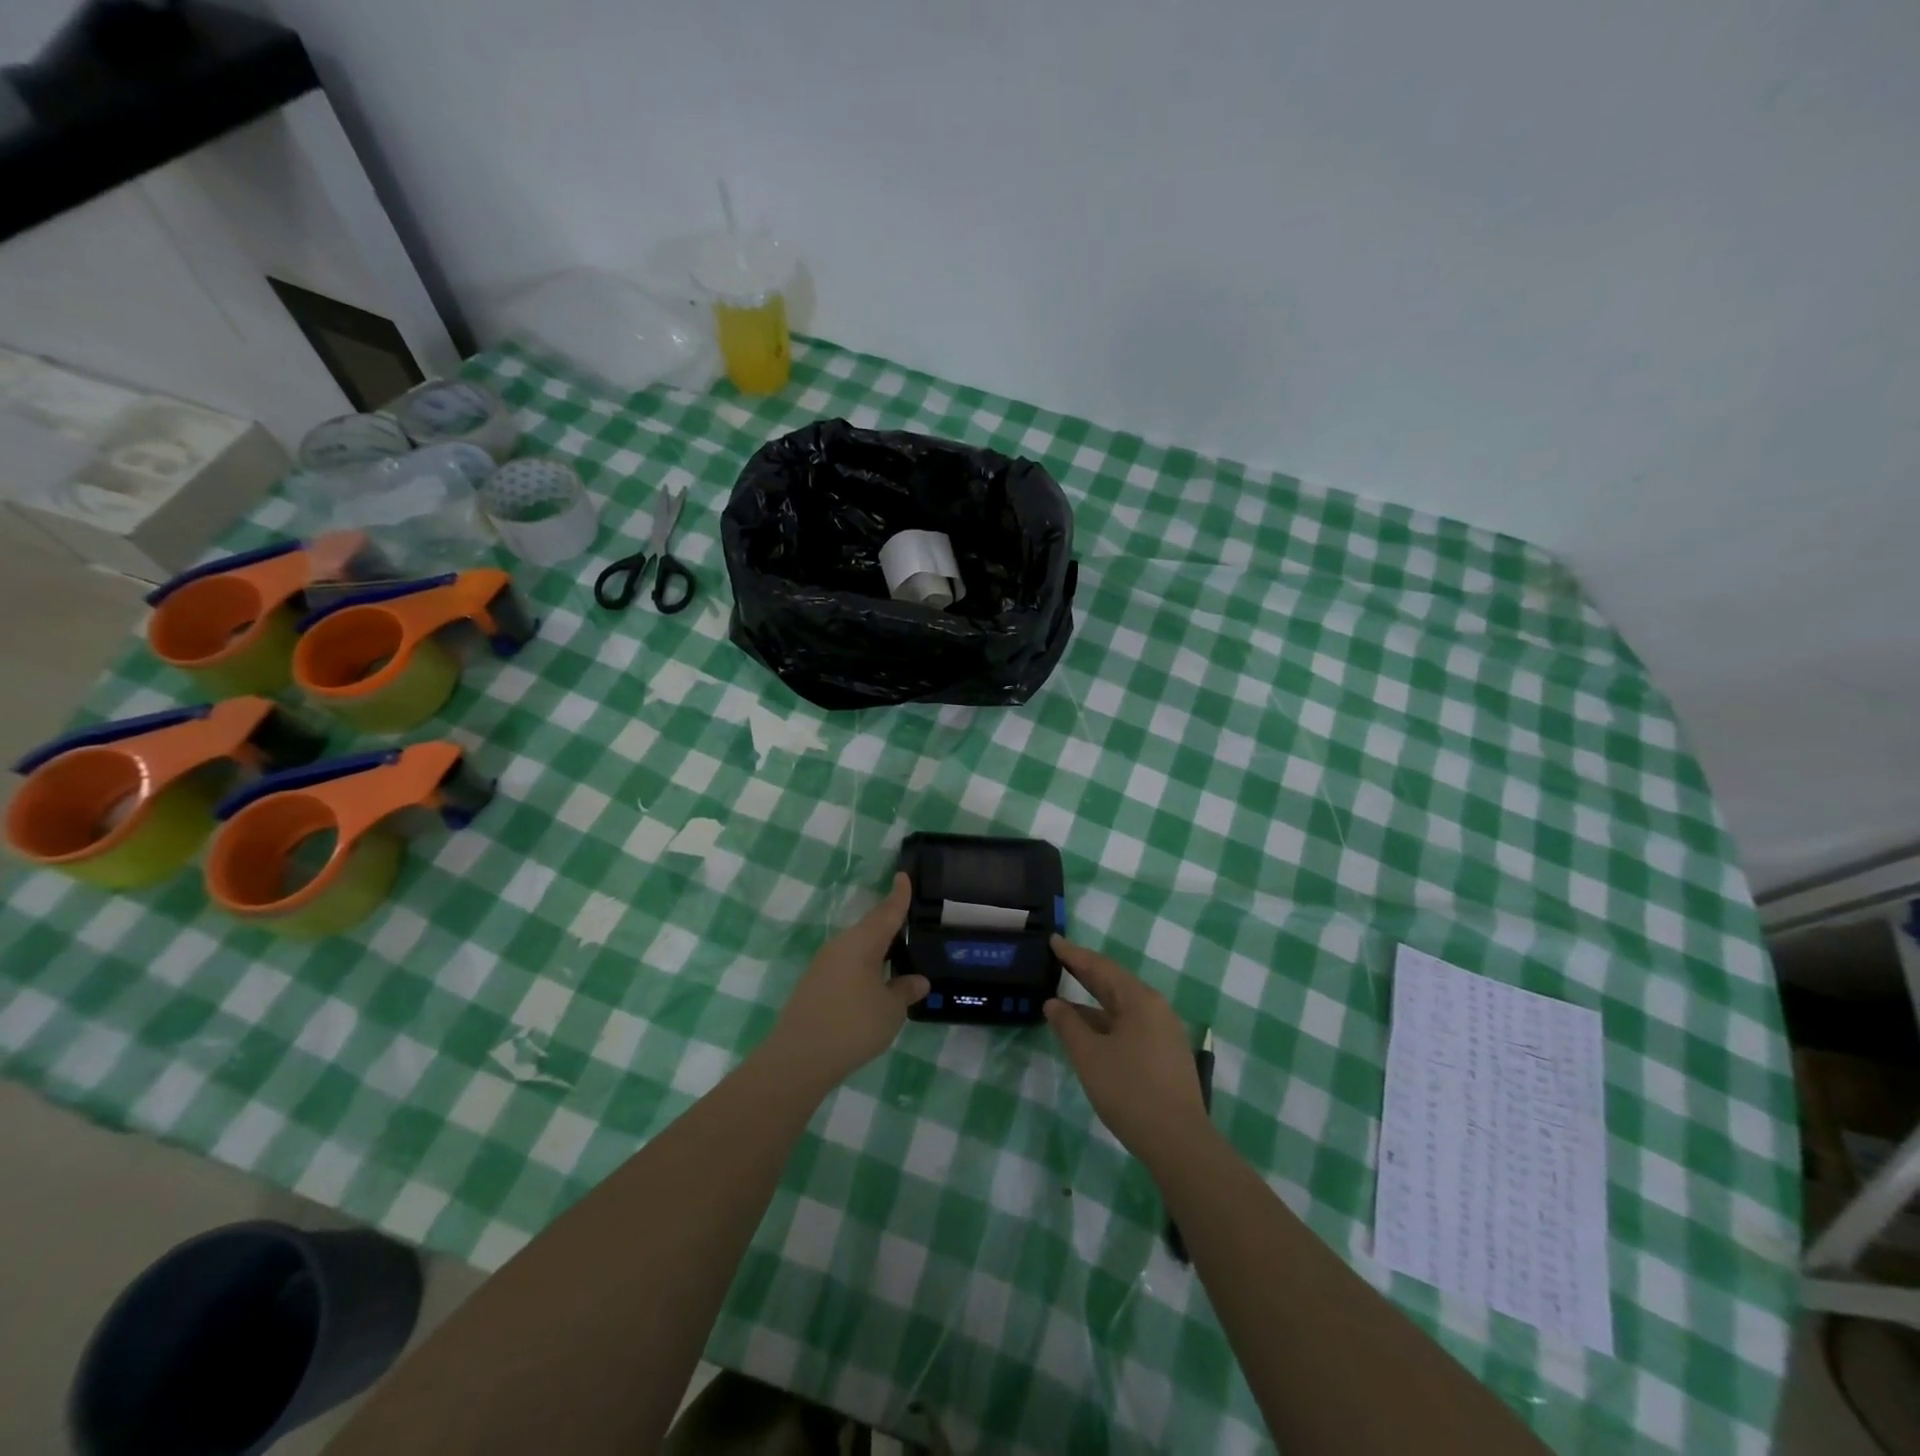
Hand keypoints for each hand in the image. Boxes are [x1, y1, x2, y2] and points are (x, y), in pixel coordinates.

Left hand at [764, 874, 928, 1090]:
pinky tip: (874, 984)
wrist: (798, 1058)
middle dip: (890, 925)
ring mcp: (823, 964)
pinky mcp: (814, 984)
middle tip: (911, 924)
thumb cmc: (852, 1025)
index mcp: (862, 942)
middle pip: (871, 928)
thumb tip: (918, 980)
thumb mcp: (890, 1010)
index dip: (899, 895)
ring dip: (877, 950)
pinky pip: (846, 965)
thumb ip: (905, 991)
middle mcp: (841, 945)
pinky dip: (864, 967)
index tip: (904, 875)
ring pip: (857, 948)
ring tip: (898, 957)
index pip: (887, 912)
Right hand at [1045, 936, 1208, 1162]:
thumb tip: (1053, 1003)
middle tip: (1058, 960)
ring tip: (1065, 1001)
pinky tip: (1090, 1033)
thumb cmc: (1129, 1091)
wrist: (1179, 1142)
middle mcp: (1155, 1008)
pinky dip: (1106, 1022)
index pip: (1100, 967)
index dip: (1074, 954)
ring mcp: (1164, 1032)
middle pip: (1114, 983)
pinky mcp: (1165, 1054)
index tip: (1053, 940)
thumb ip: (1068, 1025)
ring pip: (1122, 1007)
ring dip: (1093, 1002)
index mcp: (1139, 1000)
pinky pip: (1130, 1025)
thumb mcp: (1089, 1056)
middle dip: (1085, 973)